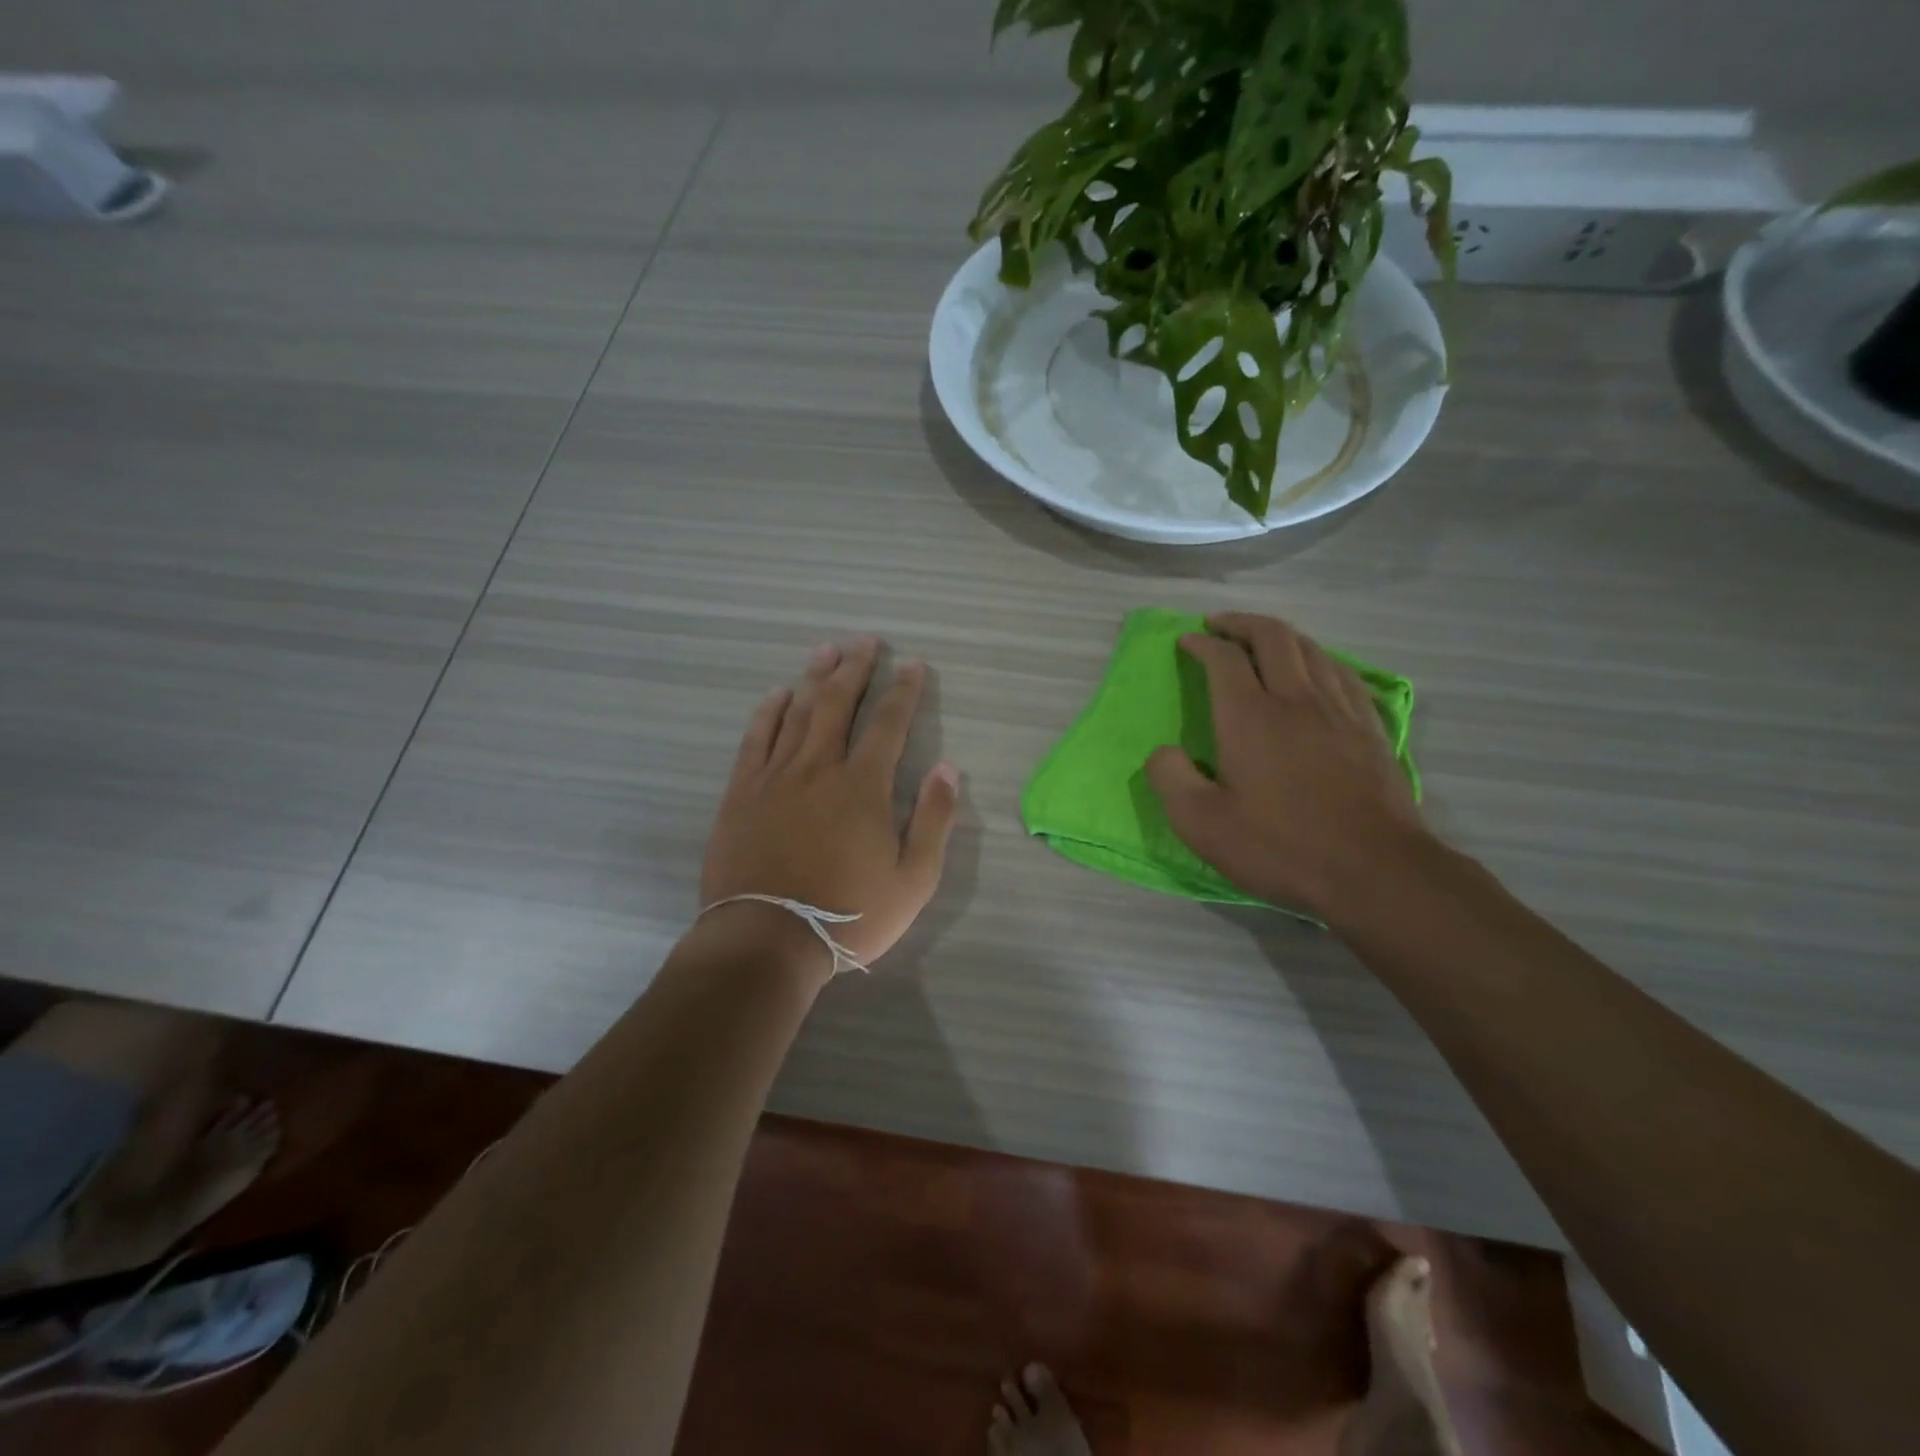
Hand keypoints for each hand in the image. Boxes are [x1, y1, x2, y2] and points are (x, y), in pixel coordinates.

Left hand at [701, 638, 959, 970]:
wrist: (766, 940)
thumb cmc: (849, 915)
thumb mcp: (913, 880)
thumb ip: (934, 821)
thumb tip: (948, 768)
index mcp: (863, 786)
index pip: (888, 724)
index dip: (903, 691)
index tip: (912, 665)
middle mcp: (819, 768)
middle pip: (838, 704)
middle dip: (855, 668)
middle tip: (865, 640)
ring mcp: (775, 777)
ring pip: (798, 712)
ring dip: (814, 678)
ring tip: (826, 649)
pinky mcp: (741, 793)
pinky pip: (756, 739)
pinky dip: (768, 712)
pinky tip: (777, 694)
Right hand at [1145, 613, 1430, 920]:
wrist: (1375, 871)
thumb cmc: (1281, 846)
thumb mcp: (1202, 824)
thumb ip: (1170, 779)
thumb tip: (1163, 752)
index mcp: (1250, 717)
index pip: (1224, 659)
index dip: (1202, 644)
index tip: (1186, 640)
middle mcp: (1296, 700)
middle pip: (1273, 637)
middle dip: (1242, 623)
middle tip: (1220, 624)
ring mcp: (1340, 711)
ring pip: (1312, 649)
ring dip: (1282, 635)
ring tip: (1263, 639)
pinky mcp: (1370, 729)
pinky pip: (1344, 673)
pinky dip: (1320, 659)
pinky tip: (1317, 669)